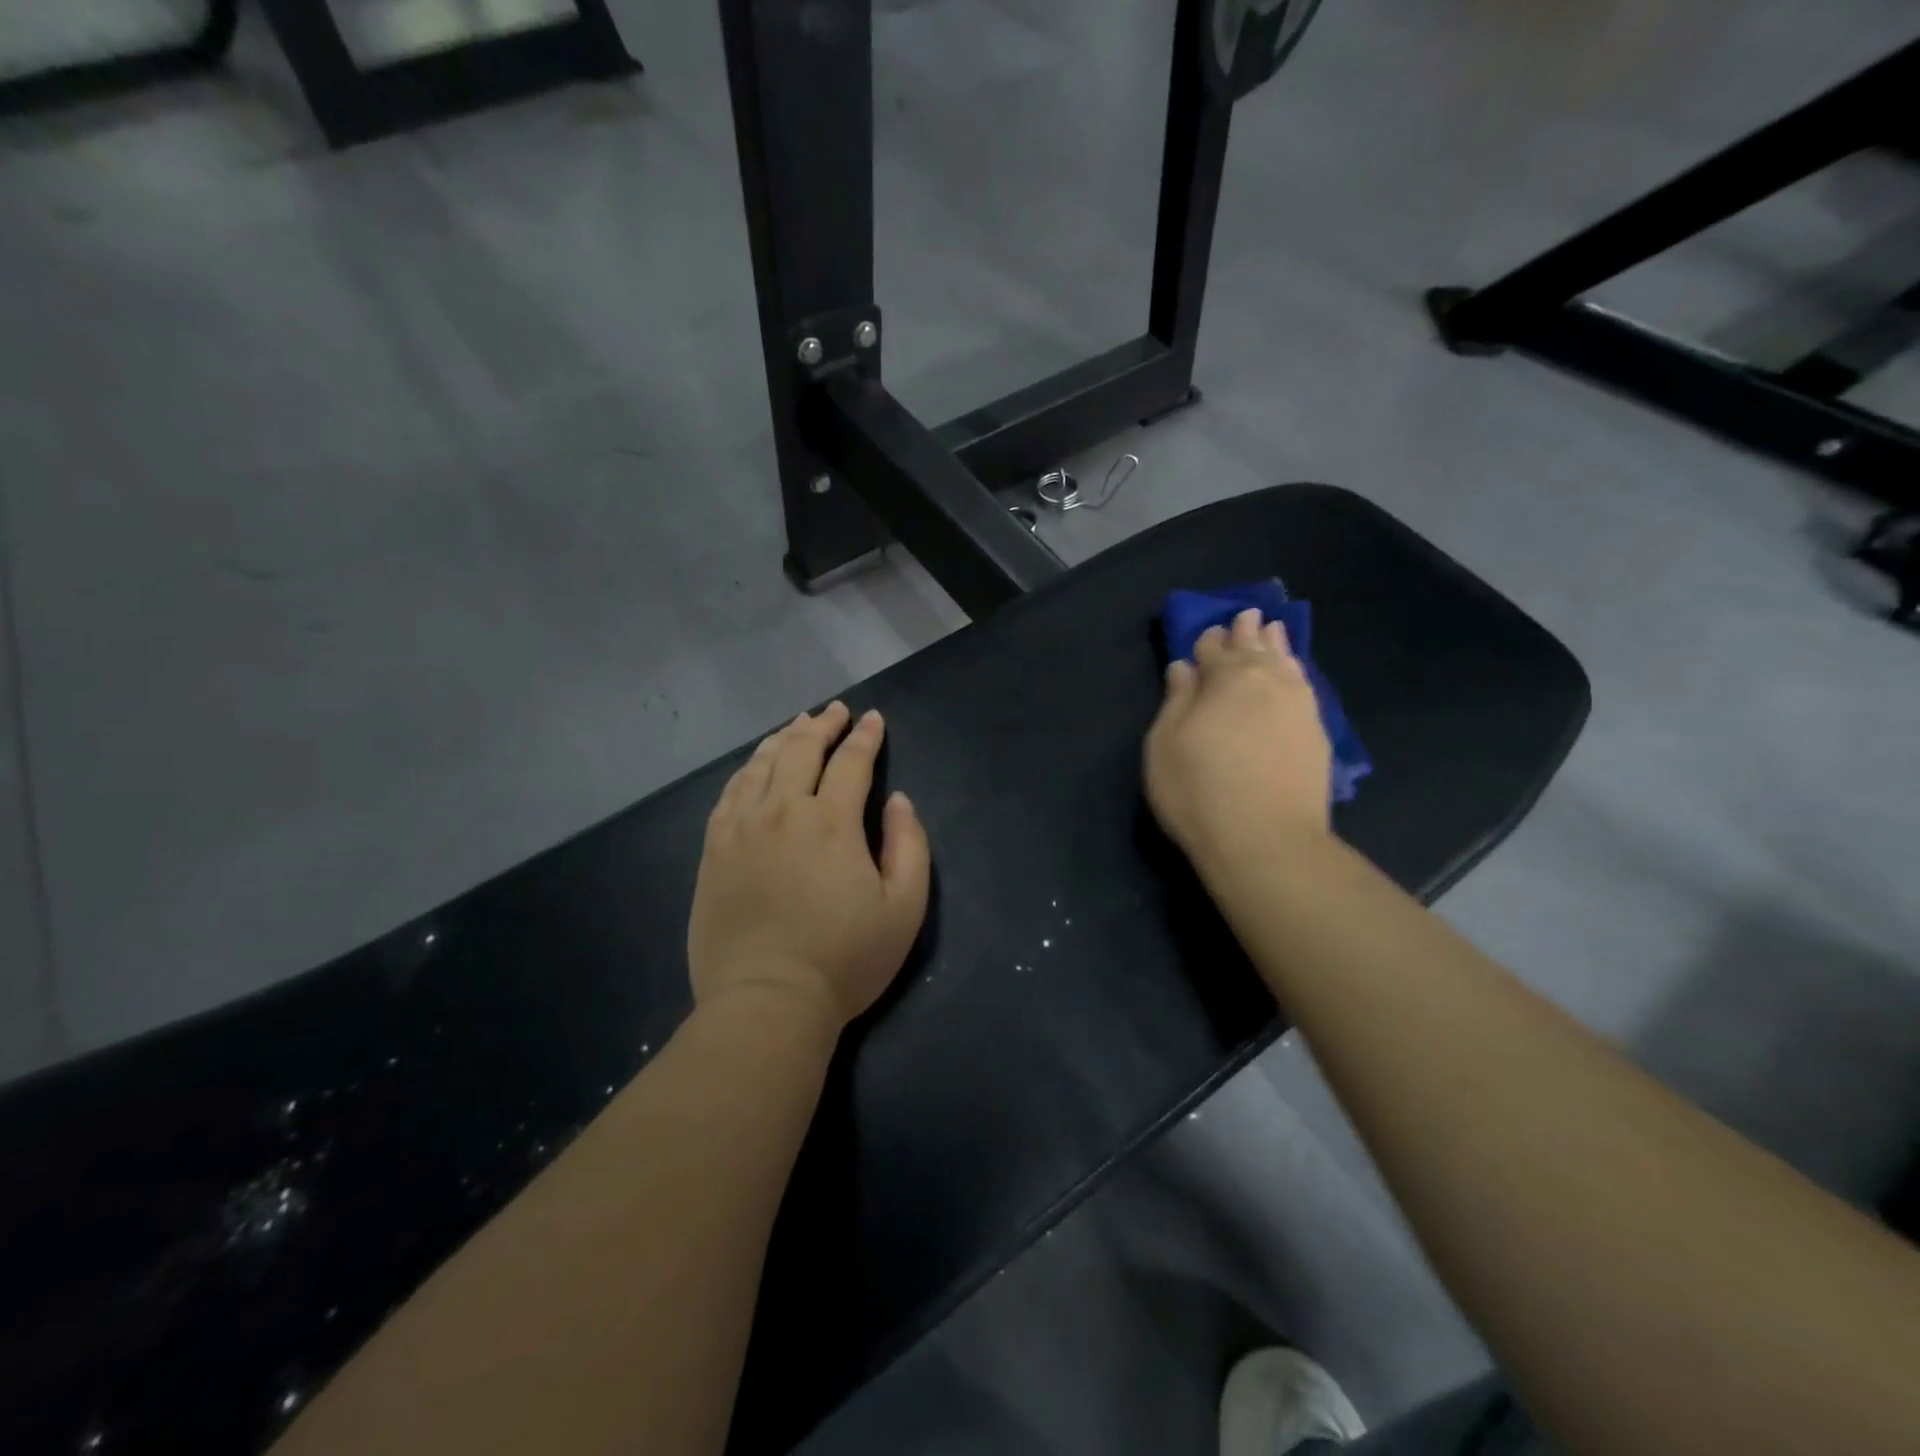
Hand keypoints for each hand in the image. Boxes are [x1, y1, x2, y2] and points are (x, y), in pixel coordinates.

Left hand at [688, 702, 931, 1029]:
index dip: (865, 737)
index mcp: (831, 822)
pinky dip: (747, 770)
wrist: (767, 1001)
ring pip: (761, 765)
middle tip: (835, 711)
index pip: (850, 762)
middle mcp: (782, 812)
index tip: (873, 719)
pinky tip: (755, 766)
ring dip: (783, 738)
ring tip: (797, 725)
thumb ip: (908, 846)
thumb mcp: (904, 909)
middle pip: (801, 750)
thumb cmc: (845, 959)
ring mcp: (740, 829)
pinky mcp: (714, 851)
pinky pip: (729, 793)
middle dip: (822, 725)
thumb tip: (898, 801)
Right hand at [1144, 608, 1331, 870]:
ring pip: (1286, 663)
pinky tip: (1294, 672)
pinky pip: (1304, 687)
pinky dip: (1296, 672)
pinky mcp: (1318, 734)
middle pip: (1254, 649)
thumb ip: (1176, 700)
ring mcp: (1299, 707)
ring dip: (1276, 645)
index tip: (1204, 637)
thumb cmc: (1199, 791)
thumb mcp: (1166, 745)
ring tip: (1273, 630)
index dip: (1206, 642)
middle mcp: (1267, 682)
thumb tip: (1184, 668)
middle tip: (1246, 616)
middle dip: (1245, 633)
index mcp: (1227, 679)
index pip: (1214, 649)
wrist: (1266, 842)